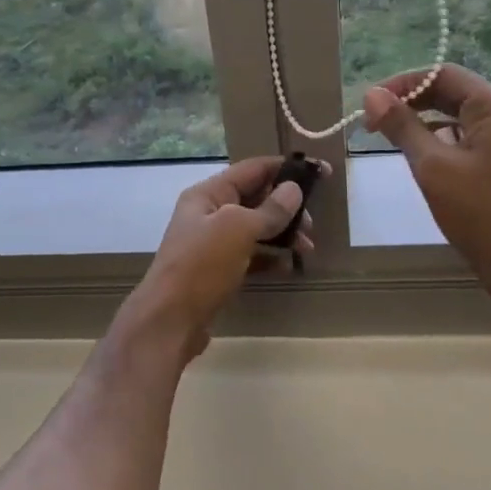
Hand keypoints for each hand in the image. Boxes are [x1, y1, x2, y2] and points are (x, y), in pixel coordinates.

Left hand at [117, 157, 322, 362]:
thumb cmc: (201, 266)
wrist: (169, 322)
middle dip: (287, 207)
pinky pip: (251, 256)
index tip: (321, 172)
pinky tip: (288, 266)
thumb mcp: (237, 230)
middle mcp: (209, 214)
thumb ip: (269, 209)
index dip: (286, 168)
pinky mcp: (218, 271)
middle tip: (312, 225)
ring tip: (306, 248)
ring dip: (283, 234)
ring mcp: (213, 244)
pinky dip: (270, 257)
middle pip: (256, 198)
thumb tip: (293, 189)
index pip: (252, 169)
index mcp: (208, 194)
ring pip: (256, 229)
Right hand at [363, 66, 490, 302]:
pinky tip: (417, 152)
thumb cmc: (478, 212)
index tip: (370, 104)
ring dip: (422, 119)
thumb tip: (372, 95)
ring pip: (456, 113)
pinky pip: (465, 134)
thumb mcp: (432, 166)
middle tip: (373, 121)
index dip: (403, 83)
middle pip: (451, 90)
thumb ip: (402, 127)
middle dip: (410, 100)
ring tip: (387, 135)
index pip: (444, 74)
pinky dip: (438, 137)